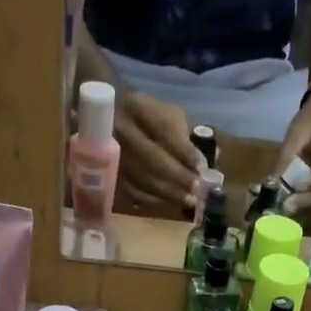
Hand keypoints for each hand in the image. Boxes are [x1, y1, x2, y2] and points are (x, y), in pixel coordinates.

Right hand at [114, 91, 202, 216]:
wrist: (103, 116)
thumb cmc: (144, 116)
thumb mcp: (165, 113)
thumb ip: (185, 134)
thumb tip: (208, 160)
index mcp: (136, 106)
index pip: (163, 129)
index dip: (184, 151)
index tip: (201, 168)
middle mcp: (119, 128)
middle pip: (151, 158)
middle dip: (177, 176)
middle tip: (197, 191)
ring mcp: (108, 153)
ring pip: (140, 178)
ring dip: (168, 193)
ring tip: (188, 201)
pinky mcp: (105, 174)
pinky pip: (130, 191)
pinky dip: (152, 199)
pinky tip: (168, 203)